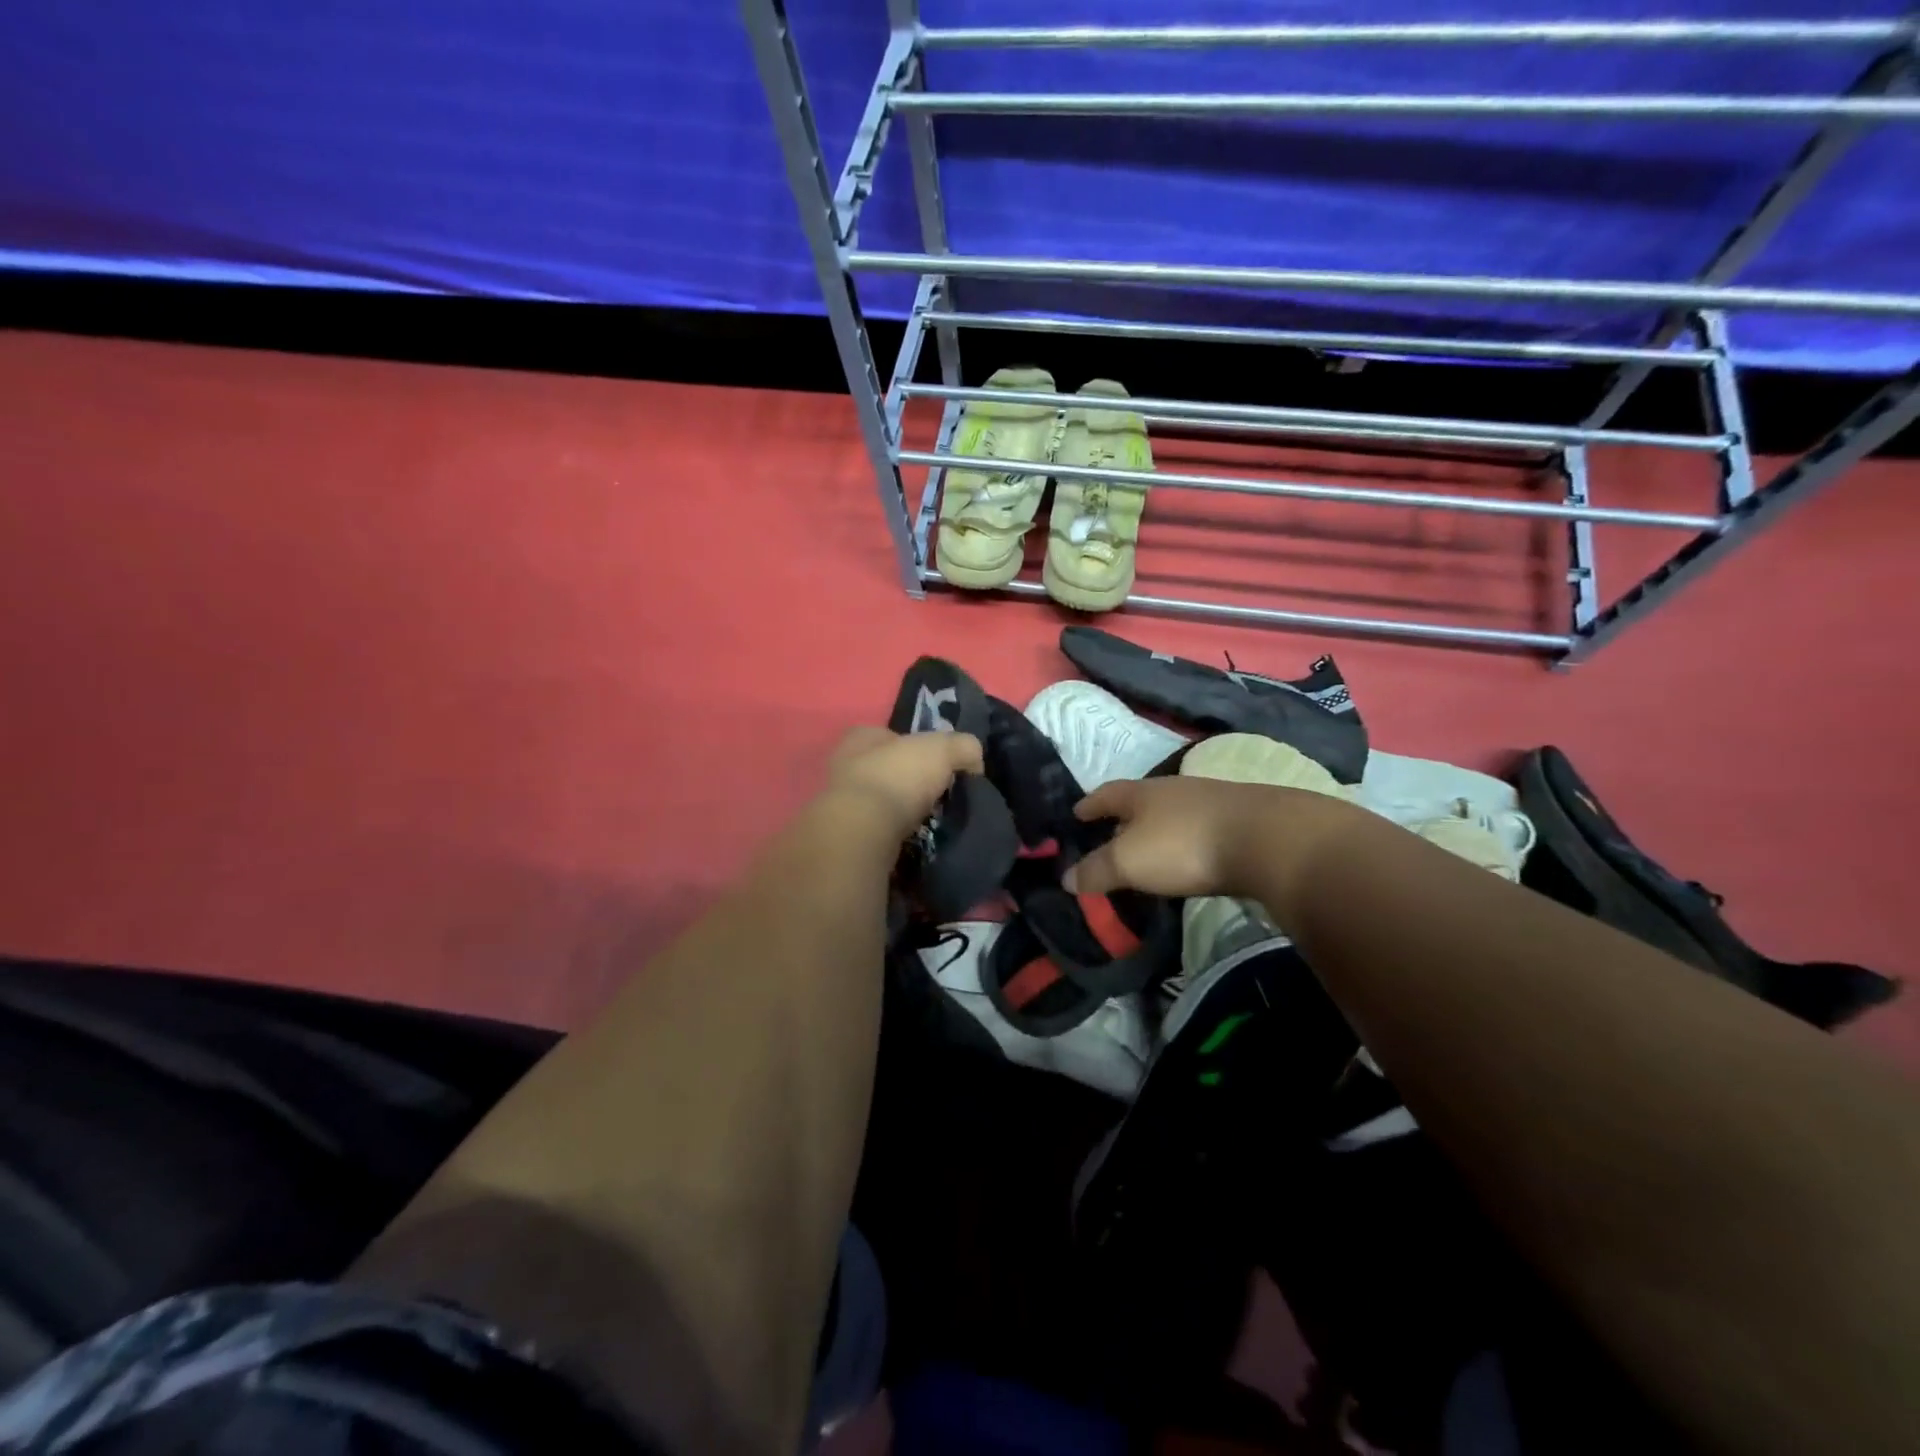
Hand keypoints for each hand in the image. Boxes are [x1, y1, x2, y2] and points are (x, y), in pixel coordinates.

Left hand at [826, 725, 985, 842]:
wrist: (864, 832)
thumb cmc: (898, 777)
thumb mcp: (942, 749)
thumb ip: (963, 747)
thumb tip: (974, 762)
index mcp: (861, 738)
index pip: (890, 735)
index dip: (916, 745)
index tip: (940, 763)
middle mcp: (844, 766)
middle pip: (886, 768)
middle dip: (910, 780)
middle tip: (938, 793)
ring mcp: (841, 803)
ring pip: (880, 801)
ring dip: (902, 810)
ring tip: (930, 820)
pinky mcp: (846, 835)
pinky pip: (878, 829)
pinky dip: (895, 834)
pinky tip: (914, 839)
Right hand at [1065, 775, 1361, 900]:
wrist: (1268, 839)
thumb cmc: (1184, 845)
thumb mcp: (1129, 862)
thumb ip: (1096, 870)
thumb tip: (1066, 878)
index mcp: (1142, 793)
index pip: (1106, 795)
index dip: (1089, 806)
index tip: (1075, 814)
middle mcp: (1174, 789)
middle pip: (1141, 800)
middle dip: (1123, 817)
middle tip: (1109, 836)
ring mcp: (1211, 801)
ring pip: (1173, 813)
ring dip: (1157, 829)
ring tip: (1149, 850)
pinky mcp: (1241, 820)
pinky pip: (1200, 828)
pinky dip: (1186, 841)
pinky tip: (1190, 857)